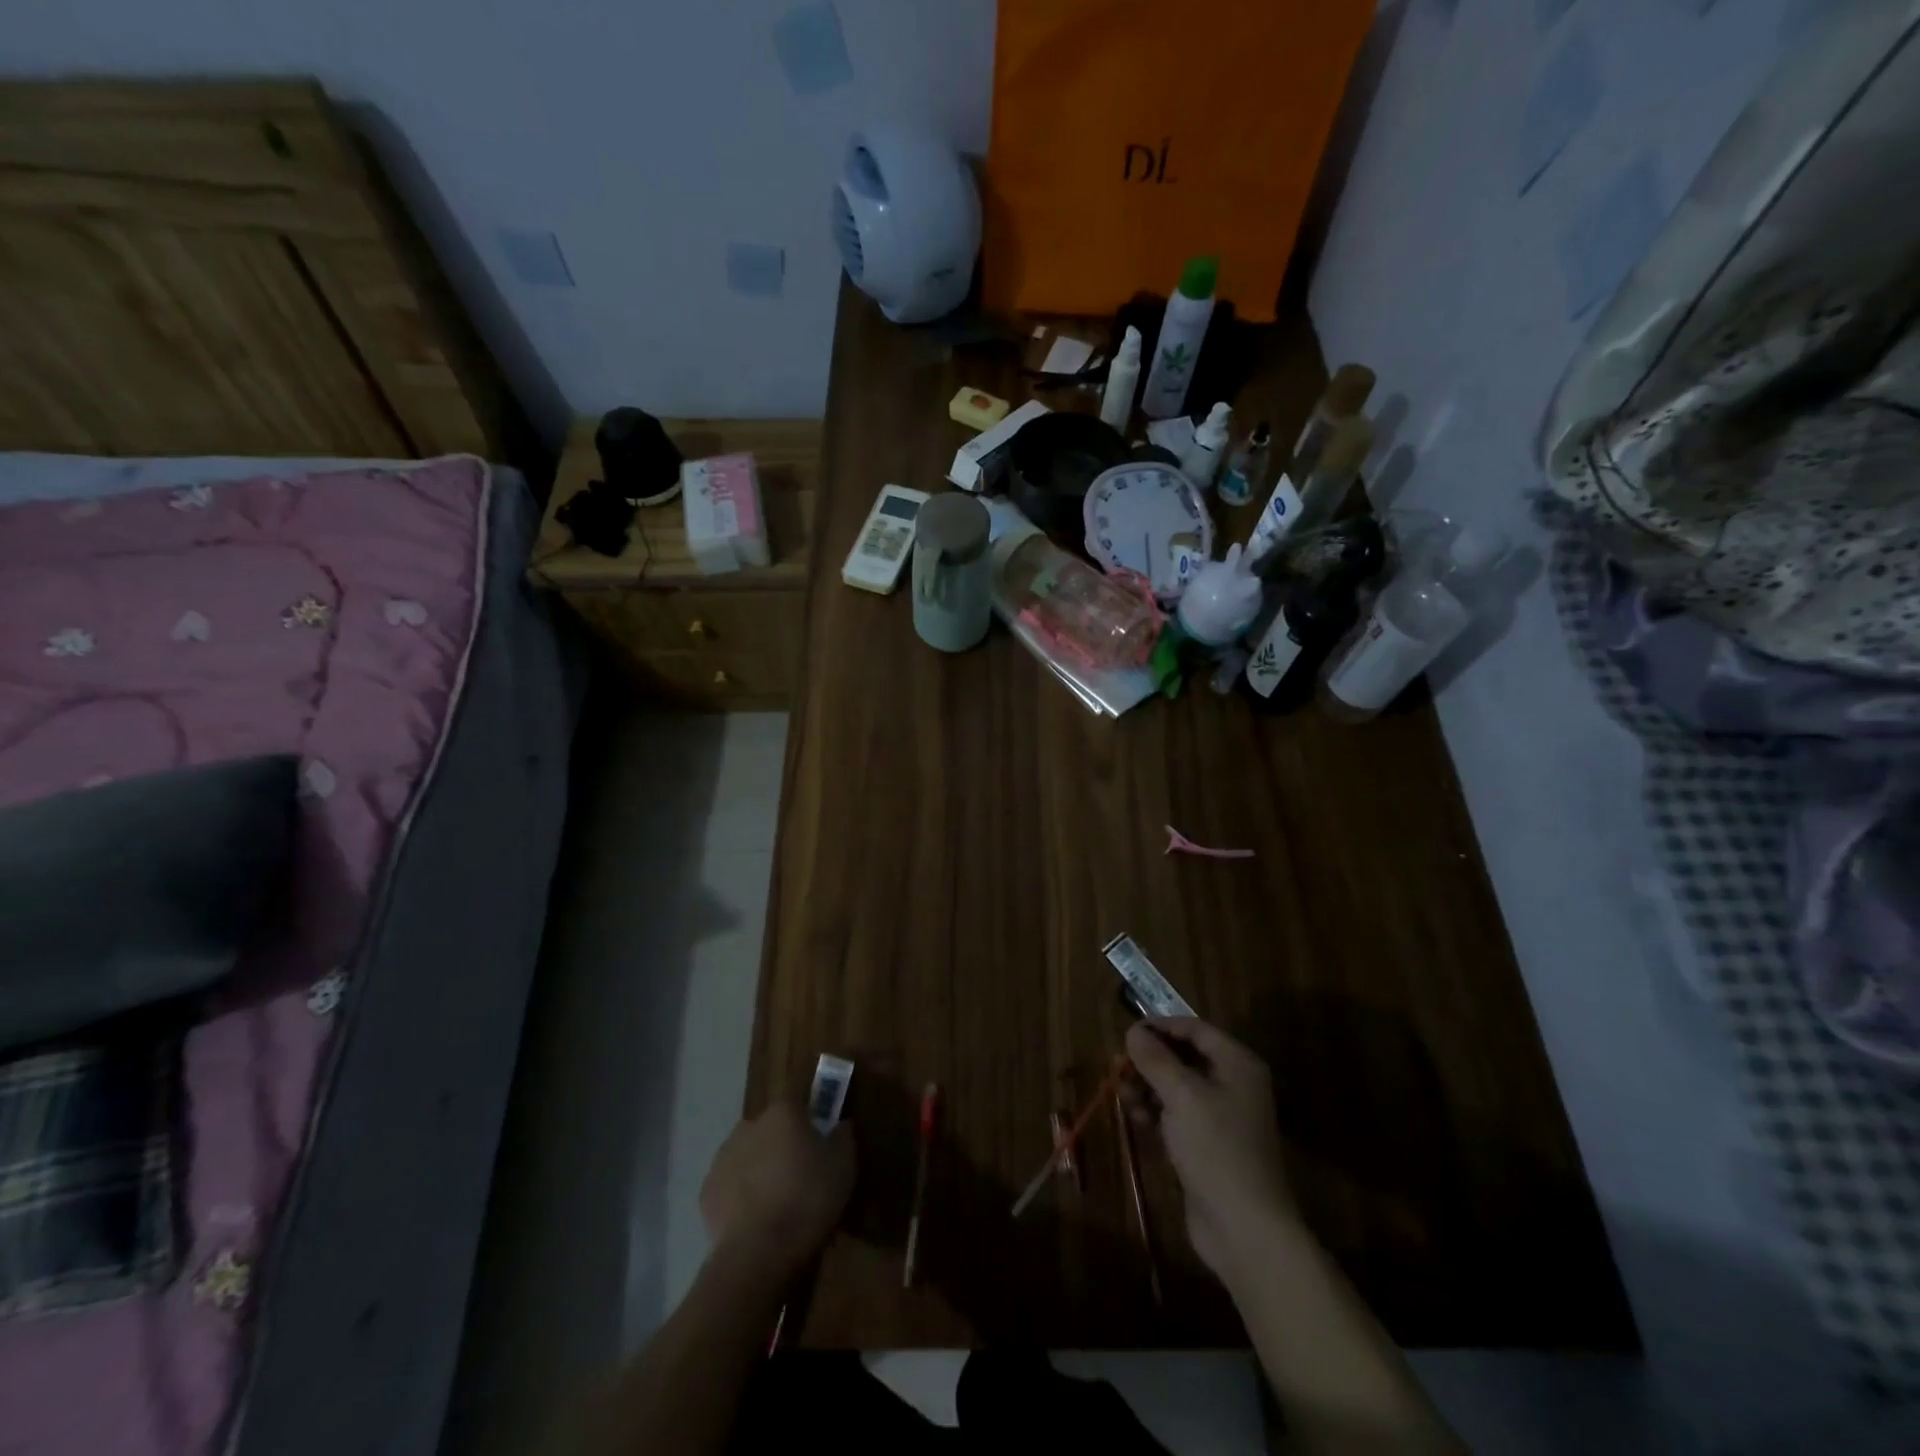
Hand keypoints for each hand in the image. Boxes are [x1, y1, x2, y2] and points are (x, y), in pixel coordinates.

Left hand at [700, 1102, 854, 1282]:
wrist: (758, 1253)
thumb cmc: (808, 1198)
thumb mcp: (844, 1165)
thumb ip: (843, 1136)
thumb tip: (840, 1124)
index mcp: (782, 1112)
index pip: (797, 1098)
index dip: (809, 1115)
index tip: (819, 1137)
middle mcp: (749, 1125)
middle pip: (770, 1127)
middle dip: (782, 1143)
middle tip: (800, 1172)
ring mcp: (723, 1157)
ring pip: (748, 1155)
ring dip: (760, 1168)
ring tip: (778, 1201)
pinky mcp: (706, 1191)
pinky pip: (730, 1185)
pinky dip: (741, 1195)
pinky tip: (756, 1219)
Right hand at [1124, 1017, 1299, 1280]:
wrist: (1245, 1230)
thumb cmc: (1216, 1149)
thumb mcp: (1182, 1095)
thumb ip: (1155, 1059)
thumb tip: (1133, 1031)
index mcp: (1237, 1064)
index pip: (1194, 1028)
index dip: (1160, 1026)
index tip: (1127, 1033)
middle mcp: (1232, 1084)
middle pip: (1184, 1056)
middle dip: (1150, 1059)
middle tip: (1118, 1066)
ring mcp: (1220, 1117)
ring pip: (1176, 1086)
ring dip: (1148, 1086)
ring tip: (1124, 1095)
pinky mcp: (1207, 1145)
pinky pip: (1176, 1114)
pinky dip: (1156, 1111)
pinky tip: (1137, 1117)